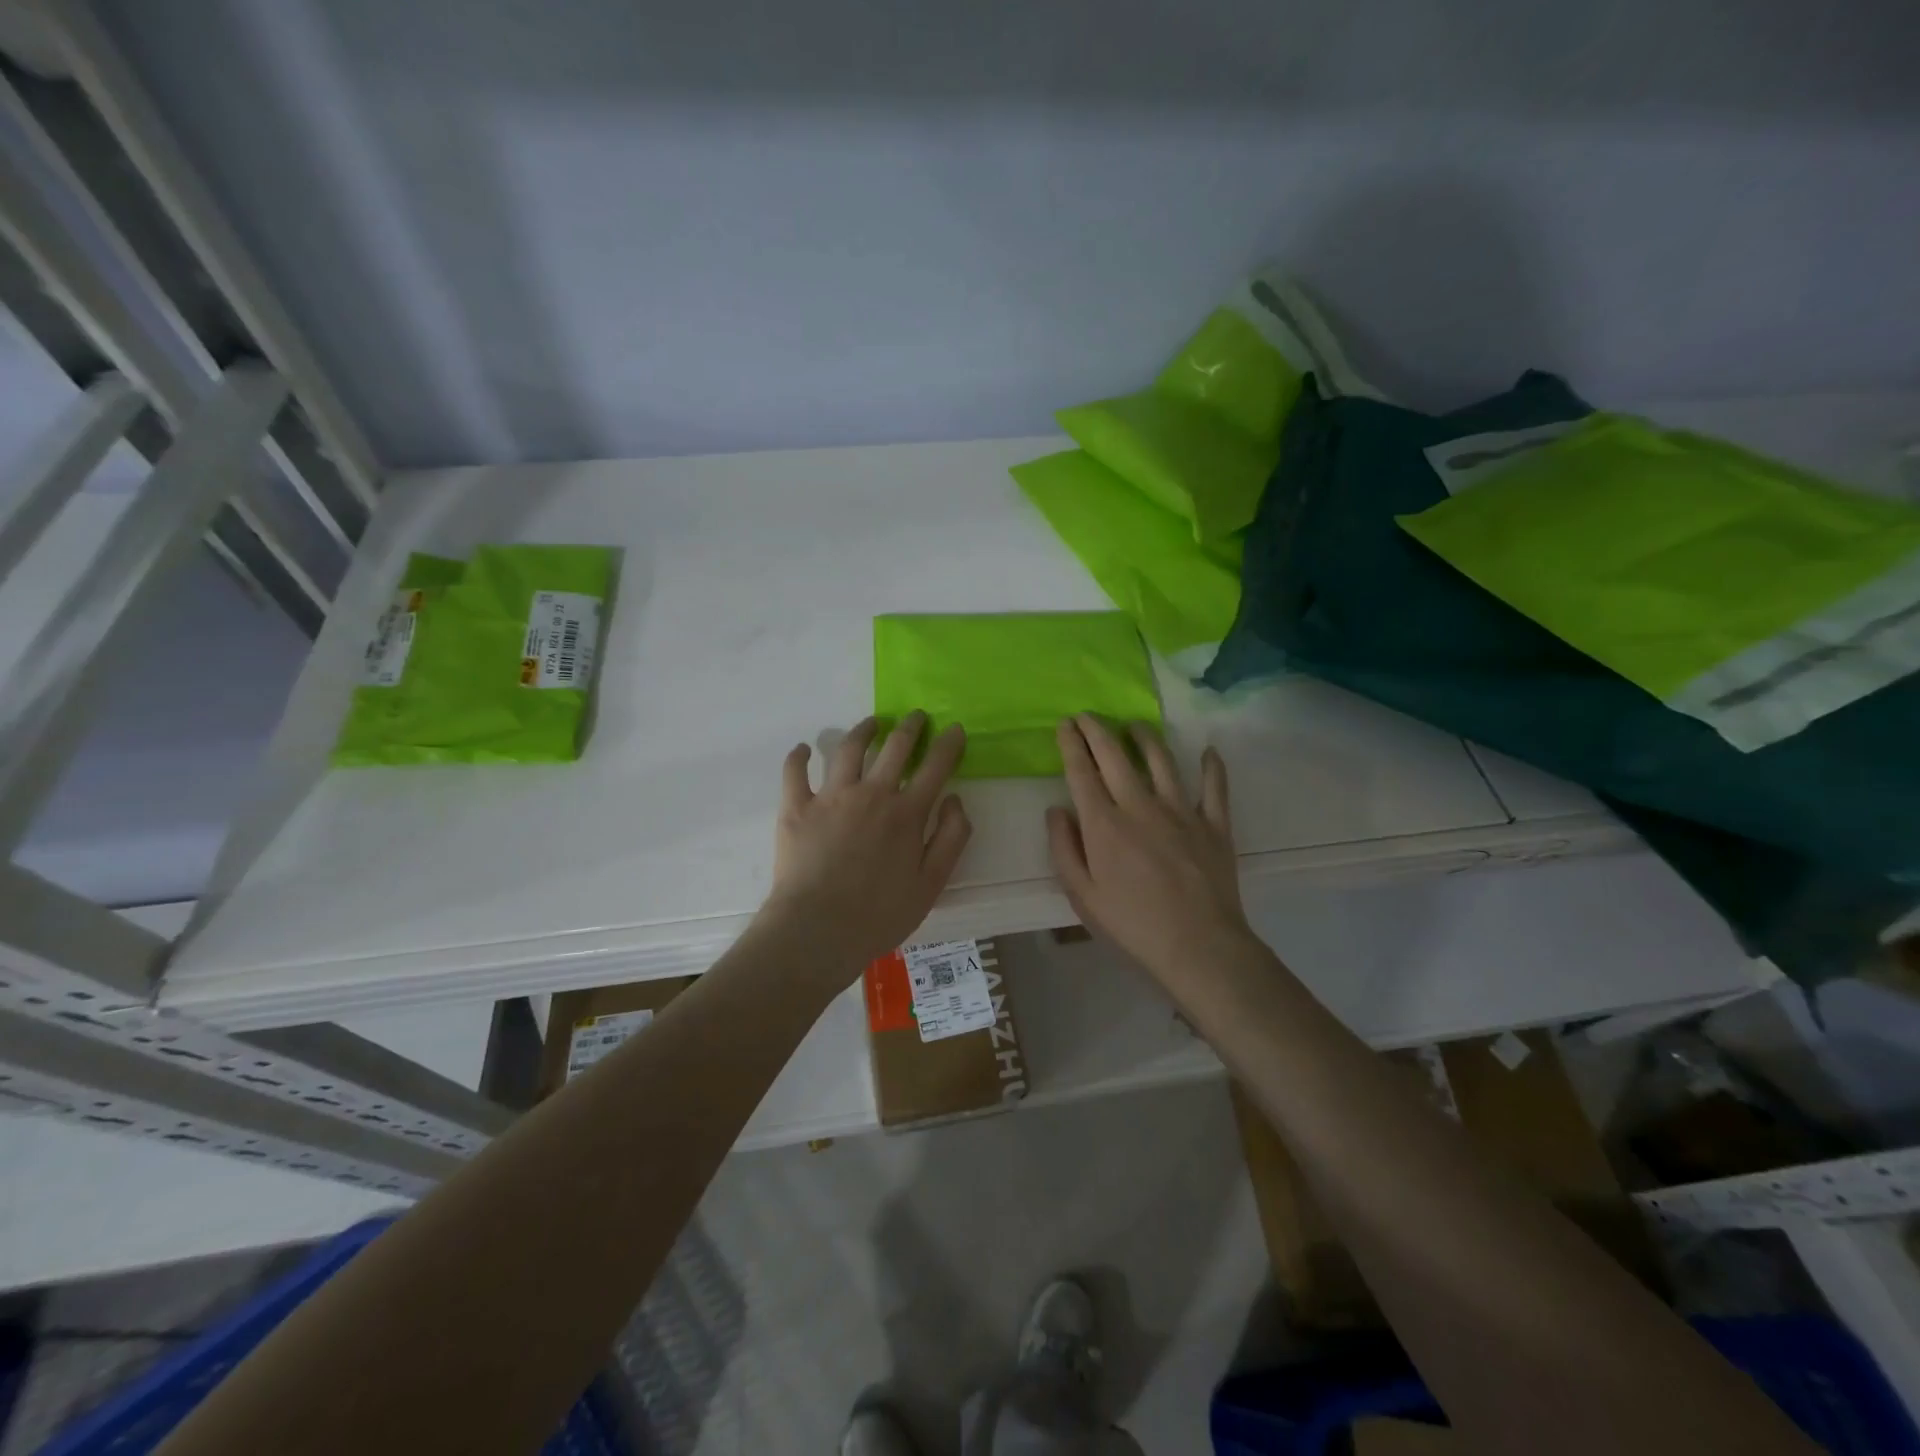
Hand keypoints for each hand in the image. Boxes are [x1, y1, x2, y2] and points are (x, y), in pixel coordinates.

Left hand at [759, 711, 971, 984]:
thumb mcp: (932, 884)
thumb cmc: (880, 915)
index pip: (935, 767)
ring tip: (872, 723)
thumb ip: (951, 838)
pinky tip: (804, 748)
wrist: (817, 931)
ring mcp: (831, 797)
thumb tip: (954, 799)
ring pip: (849, 749)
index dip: (948, 744)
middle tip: (917, 717)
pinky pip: (795, 772)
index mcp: (906, 813)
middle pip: (895, 747)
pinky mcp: (796, 807)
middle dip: (911, 727)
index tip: (955, 729)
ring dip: (864, 730)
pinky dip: (799, 756)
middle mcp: (871, 794)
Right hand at [1047, 714, 1251, 981]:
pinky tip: (1208, 752)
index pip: (1082, 772)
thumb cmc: (1132, 925)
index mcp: (1104, 824)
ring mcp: (1181, 811)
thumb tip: (1056, 809)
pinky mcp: (1214, 824)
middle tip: (1087, 715)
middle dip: (1097, 729)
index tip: (1064, 725)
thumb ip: (1064, 848)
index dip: (1071, 744)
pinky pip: (1214, 786)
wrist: (1198, 946)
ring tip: (1133, 725)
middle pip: (1115, 756)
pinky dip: (1212, 766)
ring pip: (1161, 760)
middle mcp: (1141, 806)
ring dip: (1144, 737)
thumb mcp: (1082, 895)